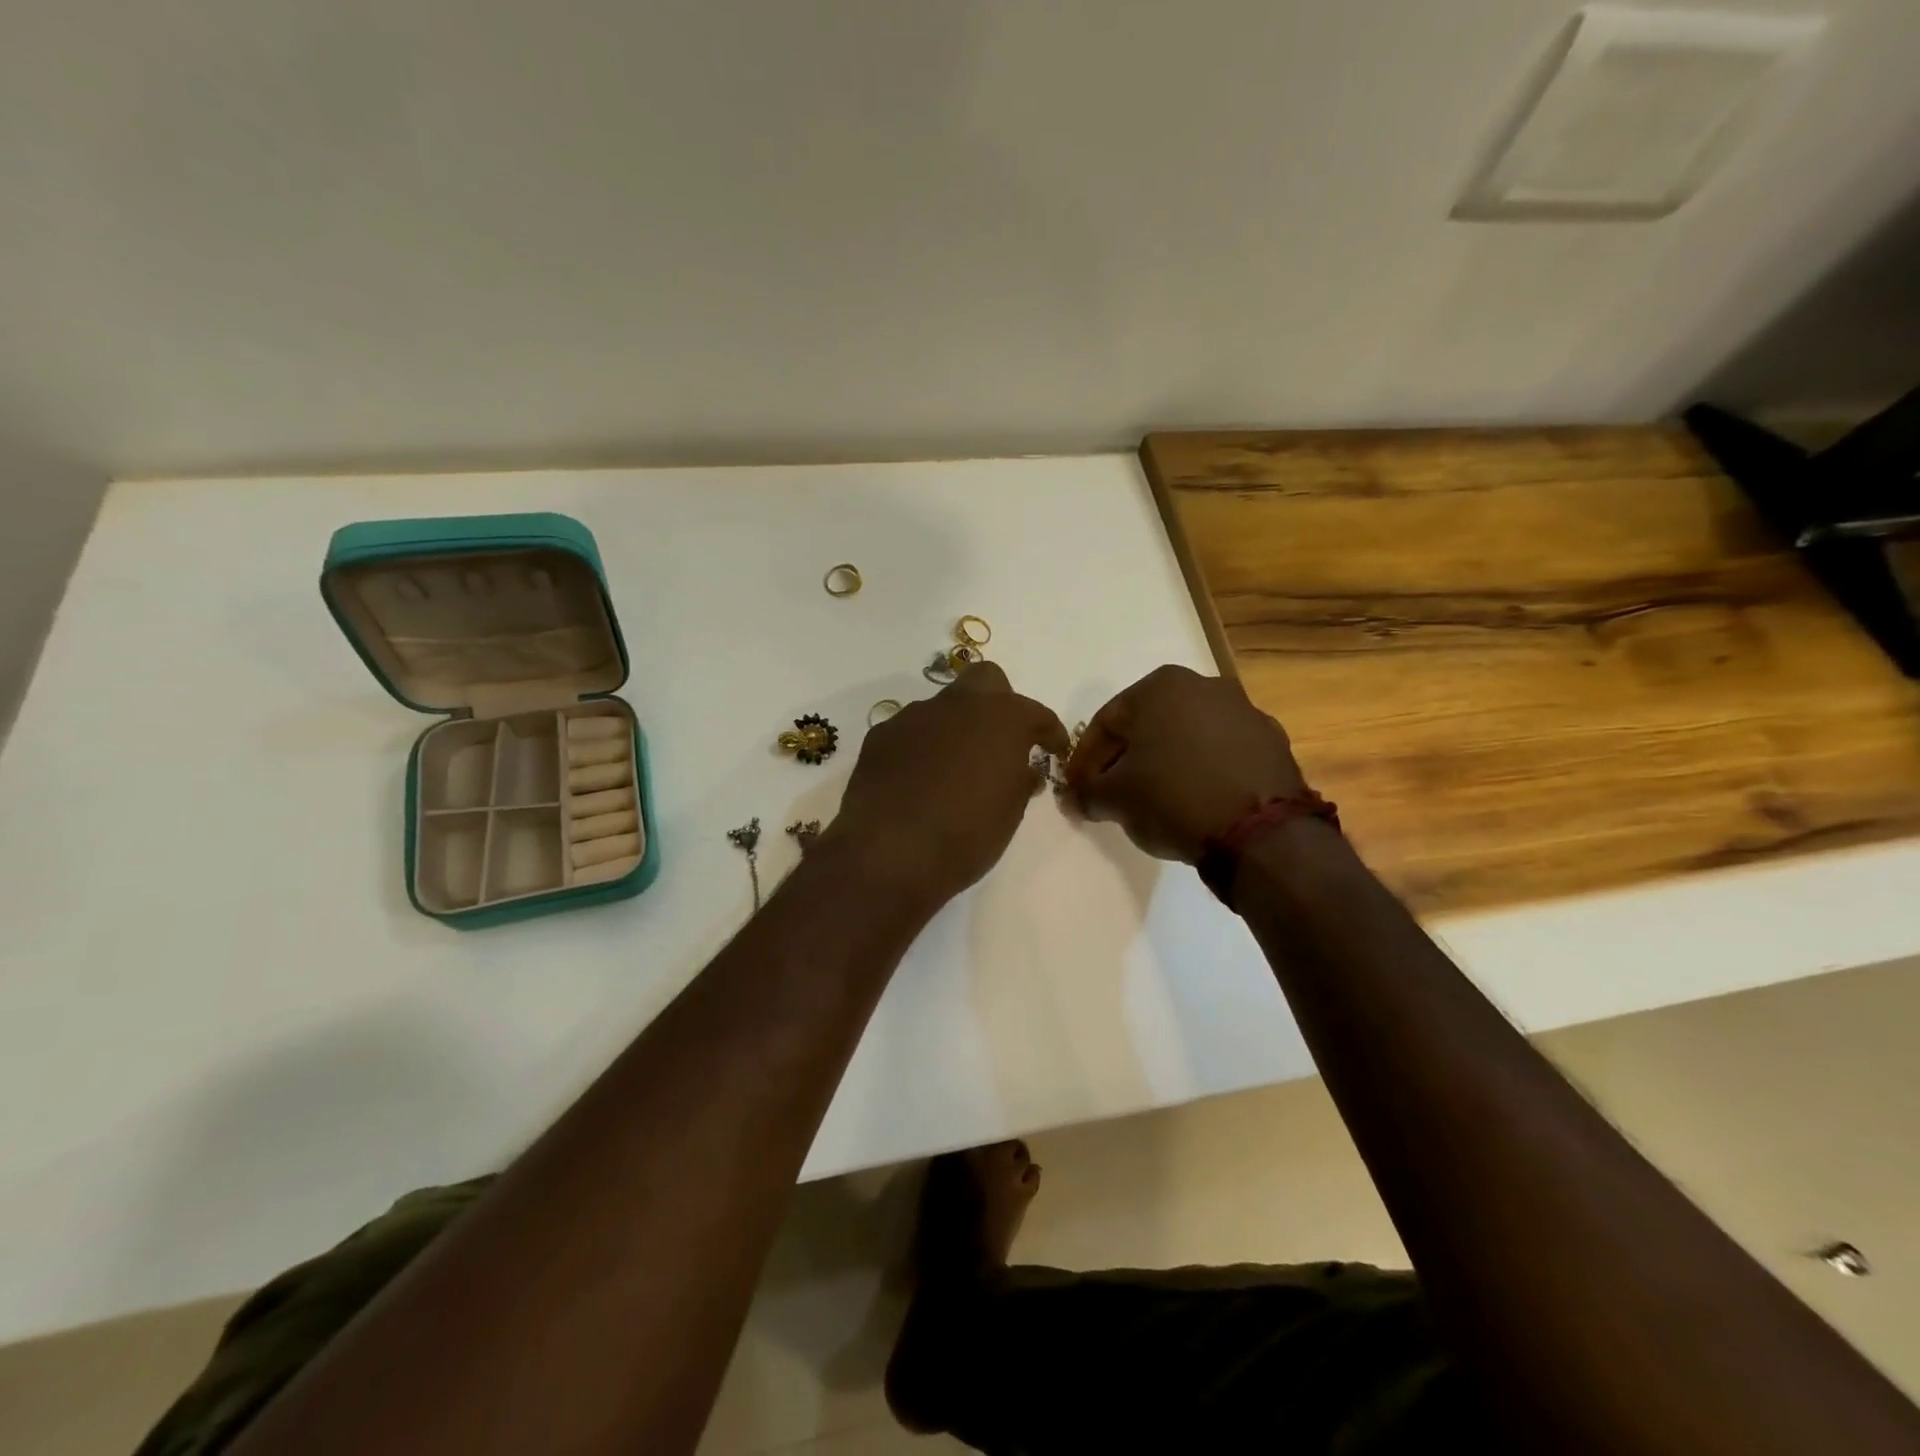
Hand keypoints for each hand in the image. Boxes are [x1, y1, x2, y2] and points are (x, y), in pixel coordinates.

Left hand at [830, 663, 1069, 906]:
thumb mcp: (1009, 814)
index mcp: (1001, 719)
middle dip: (999, 703)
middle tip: (1002, 740)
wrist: (889, 852)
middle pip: (986, 681)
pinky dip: (922, 747)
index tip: (1052, 749)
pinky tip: (919, 778)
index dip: (1048, 731)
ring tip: (955, 768)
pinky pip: (911, 731)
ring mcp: (914, 716)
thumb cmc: (965, 836)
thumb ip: (1020, 781)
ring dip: (956, 728)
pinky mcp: (880, 735)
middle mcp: (957, 705)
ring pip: (944, 707)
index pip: (1035, 713)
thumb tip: (1022, 769)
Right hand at [1066, 664, 1306, 863]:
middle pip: (1147, 725)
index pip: (1105, 723)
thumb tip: (1074, 798)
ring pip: (1186, 736)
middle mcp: (1203, 685)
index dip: (1085, 760)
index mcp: (1160, 686)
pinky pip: (1221, 753)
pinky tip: (1196, 801)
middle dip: (1126, 758)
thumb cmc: (1173, 798)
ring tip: (1155, 800)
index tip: (1078, 790)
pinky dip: (1203, 770)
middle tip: (1113, 794)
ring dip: (1166, 763)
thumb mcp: (1114, 799)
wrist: (1262, 832)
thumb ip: (1085, 793)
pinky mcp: (1272, 742)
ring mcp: (1244, 711)